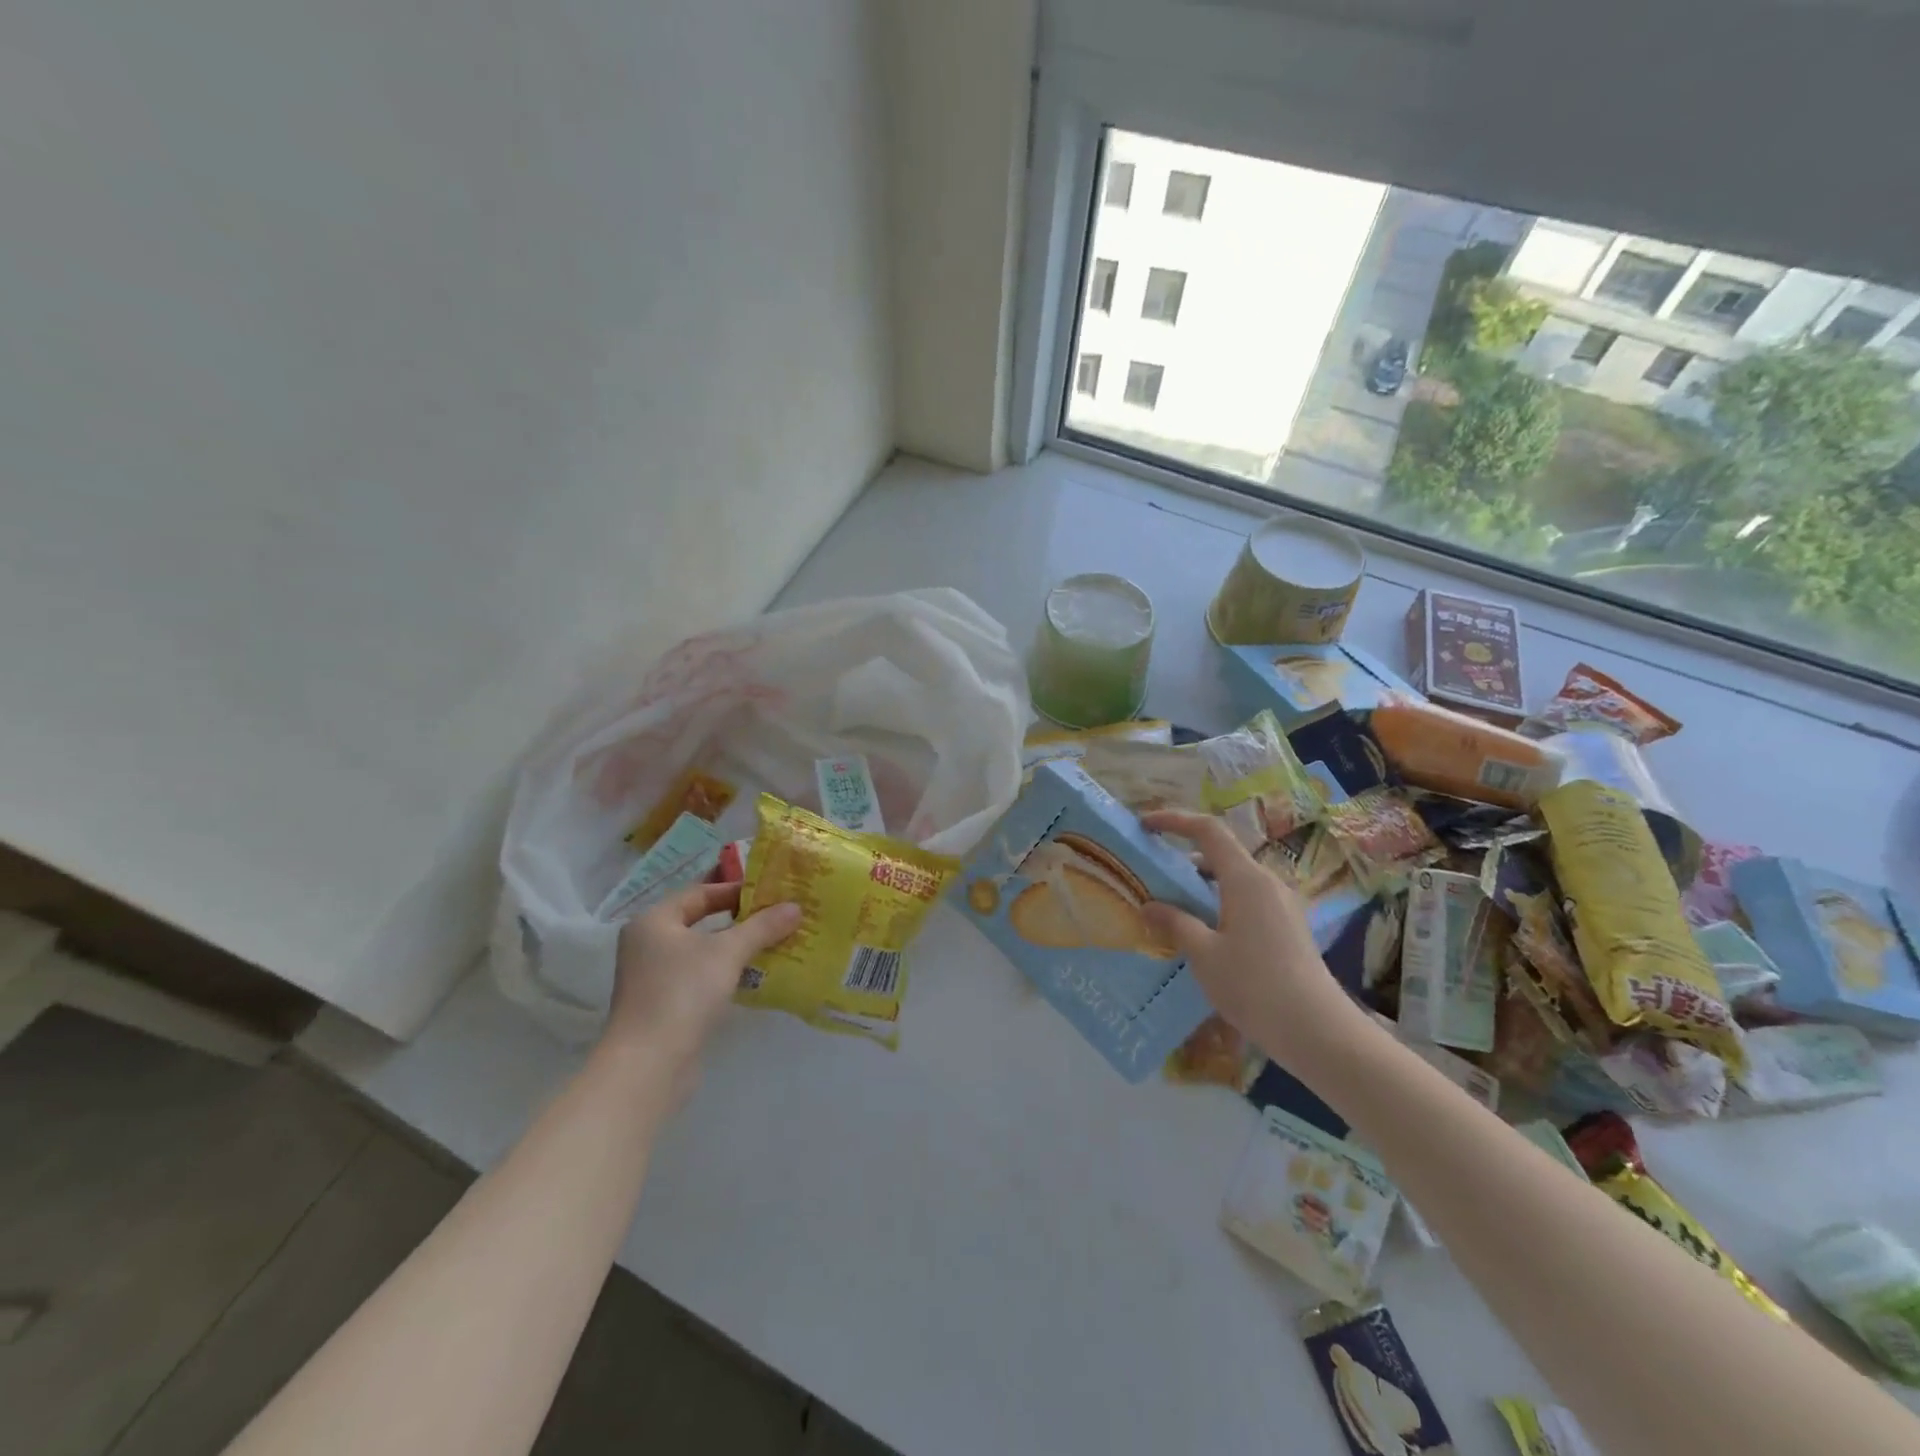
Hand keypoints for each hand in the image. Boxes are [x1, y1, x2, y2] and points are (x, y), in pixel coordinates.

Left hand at [606, 884, 799, 1085]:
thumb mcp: (728, 952)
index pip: (699, 893)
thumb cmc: (683, 992)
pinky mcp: (664, 1006)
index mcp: (653, 921)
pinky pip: (700, 977)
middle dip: (740, 919)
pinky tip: (753, 976)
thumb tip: (796, 907)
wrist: (649, 1065)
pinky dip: (725, 972)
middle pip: (700, 921)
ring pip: (701, 951)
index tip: (771, 894)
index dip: (736, 890)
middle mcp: (647, 944)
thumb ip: (762, 927)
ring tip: (774, 943)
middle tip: (776, 916)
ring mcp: (653, 977)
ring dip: (735, 947)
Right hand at [1140, 809, 1358, 1064]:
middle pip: (1221, 853)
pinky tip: (1203, 932)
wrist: (1316, 1031)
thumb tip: (1149, 906)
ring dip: (1201, 883)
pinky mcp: (1288, 926)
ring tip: (1171, 905)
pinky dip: (1219, 901)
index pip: (1208, 830)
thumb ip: (1175, 922)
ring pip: (1234, 879)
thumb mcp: (1203, 954)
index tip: (1145, 825)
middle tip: (1152, 873)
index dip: (1174, 820)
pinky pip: (1247, 899)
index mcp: (1246, 879)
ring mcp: (1282, 904)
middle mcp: (1267, 882)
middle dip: (1184, 856)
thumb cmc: (1254, 985)